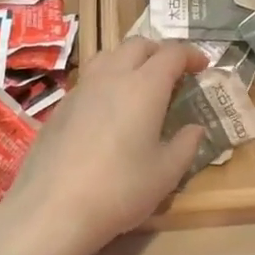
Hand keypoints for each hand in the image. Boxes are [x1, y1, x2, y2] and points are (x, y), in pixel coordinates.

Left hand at [0, 38, 207, 254]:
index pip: (172, 54)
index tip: (203, 66)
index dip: (191, 55)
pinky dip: (107, 81)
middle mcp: (112, 77)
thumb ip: (185, 145)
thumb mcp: (166, 174)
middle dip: (160, 52)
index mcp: (144, 86)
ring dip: (129, 60)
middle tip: (173, 73)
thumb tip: (195, 129)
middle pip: (138, 45)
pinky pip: (89, 79)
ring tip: (139, 84)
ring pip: (109, 56)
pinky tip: (108, 111)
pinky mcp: (60, 107)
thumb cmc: (119, 190)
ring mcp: (81, 89)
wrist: (52, 209)